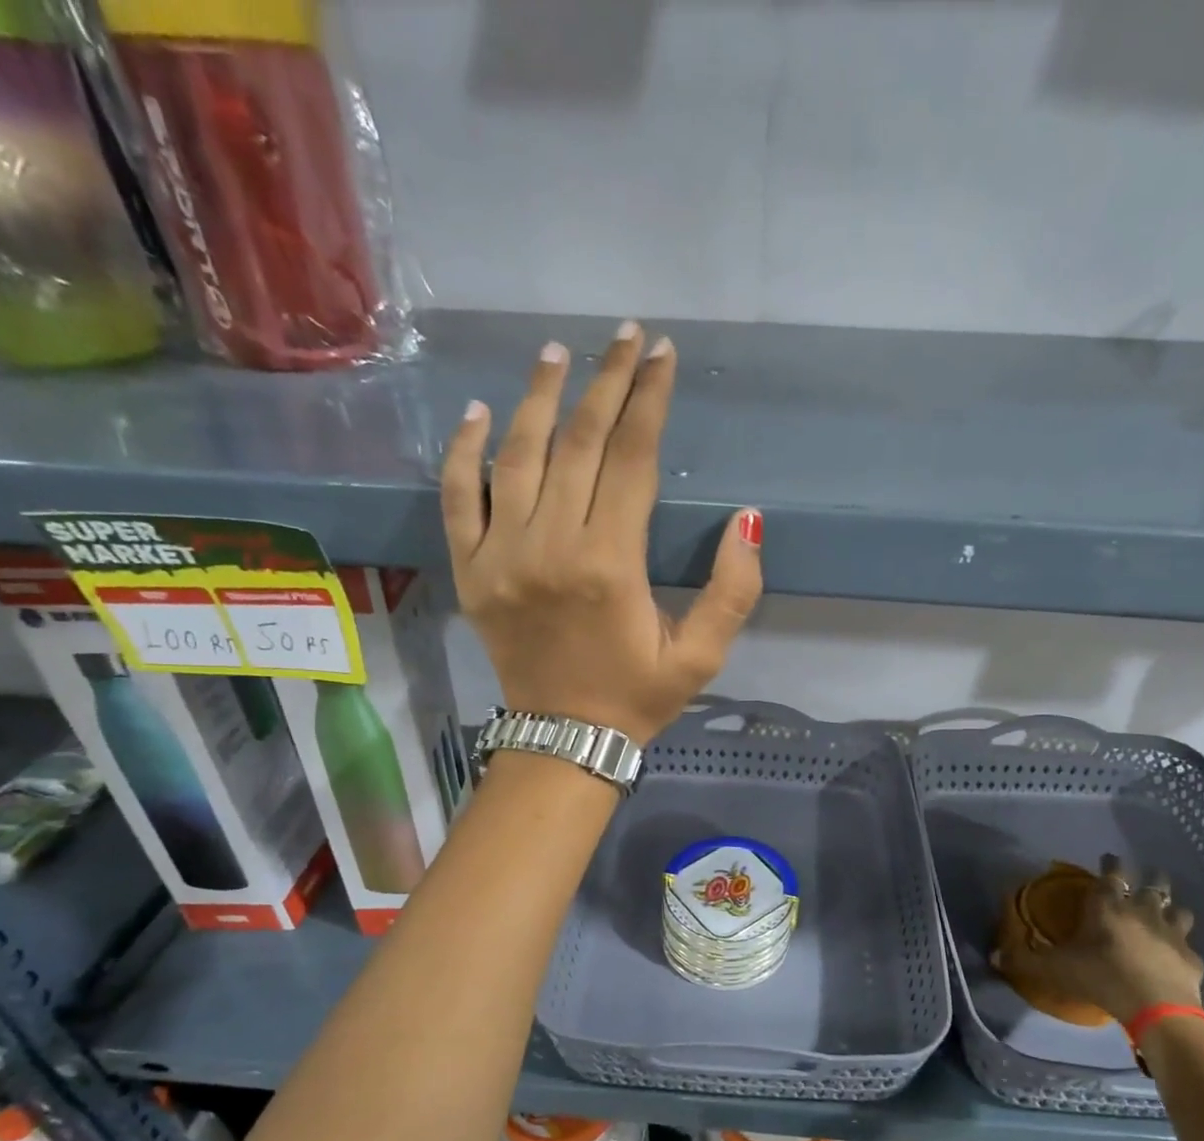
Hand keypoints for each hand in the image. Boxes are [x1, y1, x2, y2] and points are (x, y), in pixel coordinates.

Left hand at [442, 323, 762, 745]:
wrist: (564, 740)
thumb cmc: (637, 697)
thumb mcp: (701, 657)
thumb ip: (732, 591)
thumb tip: (747, 518)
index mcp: (609, 564)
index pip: (630, 459)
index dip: (648, 401)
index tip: (661, 355)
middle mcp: (550, 546)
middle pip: (578, 443)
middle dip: (605, 382)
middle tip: (624, 337)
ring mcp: (500, 556)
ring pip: (517, 456)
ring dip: (540, 399)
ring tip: (560, 353)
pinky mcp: (470, 571)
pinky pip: (456, 498)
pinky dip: (462, 452)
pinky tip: (478, 413)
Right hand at [1015, 854, 1203, 1024]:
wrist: (1155, 1006)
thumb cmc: (1099, 976)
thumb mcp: (1053, 969)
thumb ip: (1024, 960)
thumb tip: (992, 956)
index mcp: (1108, 906)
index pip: (1111, 873)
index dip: (1111, 863)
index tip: (1109, 857)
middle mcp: (1142, 911)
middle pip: (1153, 884)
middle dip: (1150, 877)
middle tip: (1146, 878)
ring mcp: (1172, 933)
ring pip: (1179, 910)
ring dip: (1173, 909)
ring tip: (1168, 912)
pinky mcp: (1191, 958)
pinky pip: (1189, 948)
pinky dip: (1183, 950)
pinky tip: (1178, 958)